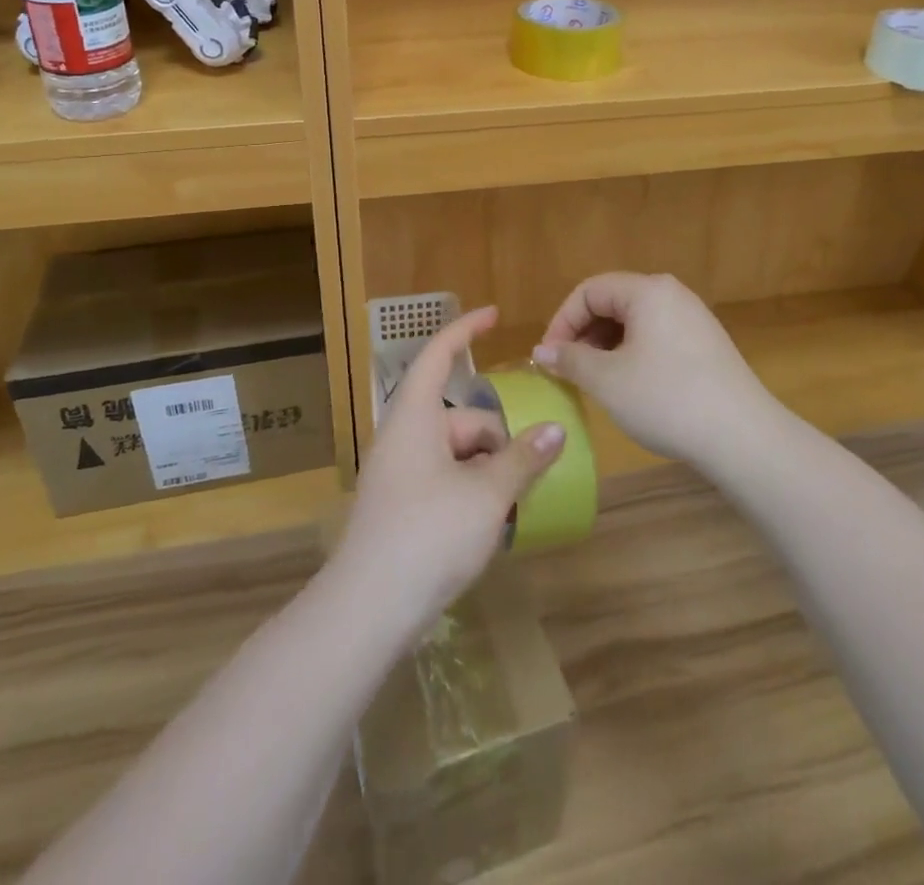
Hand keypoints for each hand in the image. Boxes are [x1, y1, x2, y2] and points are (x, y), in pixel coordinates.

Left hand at [333, 307, 565, 635]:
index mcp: (415, 417)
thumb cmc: (428, 535)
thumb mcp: (487, 494)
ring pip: (457, 453)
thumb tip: (555, 430)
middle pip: (461, 417)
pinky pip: (445, 480)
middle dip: (498, 439)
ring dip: (489, 471)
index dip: (465, 330)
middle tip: (529, 473)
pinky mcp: (402, 506)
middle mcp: (404, 437)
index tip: (493, 315)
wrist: (368, 608)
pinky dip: (472, 491)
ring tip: (515, 506)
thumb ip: (523, 458)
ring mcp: (400, 474)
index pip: (439, 355)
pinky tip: (492, 525)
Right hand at [532, 272, 780, 470]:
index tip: (548, 357)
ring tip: (594, 380)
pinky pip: (656, 336)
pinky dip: (632, 353)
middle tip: (568, 369)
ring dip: (605, 346)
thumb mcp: (606, 380)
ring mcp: (693, 318)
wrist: (743, 438)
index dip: (562, 321)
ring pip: (634, 321)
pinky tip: (629, 386)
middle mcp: (672, 294)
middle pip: (612, 302)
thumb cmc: (666, 399)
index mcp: (647, 290)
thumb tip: (542, 352)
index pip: (589, 291)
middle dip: (583, 333)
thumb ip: (569, 359)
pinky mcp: (706, 345)